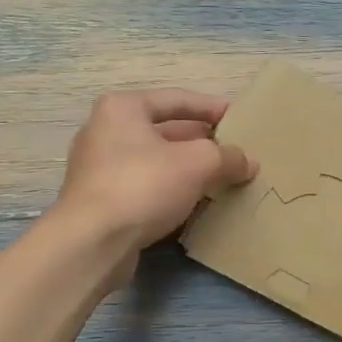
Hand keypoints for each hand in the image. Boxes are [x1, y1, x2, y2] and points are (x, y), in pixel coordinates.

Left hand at [56, 89, 256, 262]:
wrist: (92, 242)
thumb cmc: (143, 185)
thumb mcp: (197, 163)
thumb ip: (227, 157)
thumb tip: (248, 162)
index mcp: (123, 108)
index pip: (177, 99)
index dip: (212, 108)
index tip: (240, 118)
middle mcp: (105, 131)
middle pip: (165, 130)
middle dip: (201, 141)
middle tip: (234, 152)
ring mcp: (100, 167)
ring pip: (156, 160)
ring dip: (188, 168)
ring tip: (222, 178)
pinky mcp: (102, 200)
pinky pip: (146, 186)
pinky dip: (171, 190)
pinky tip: (195, 203)